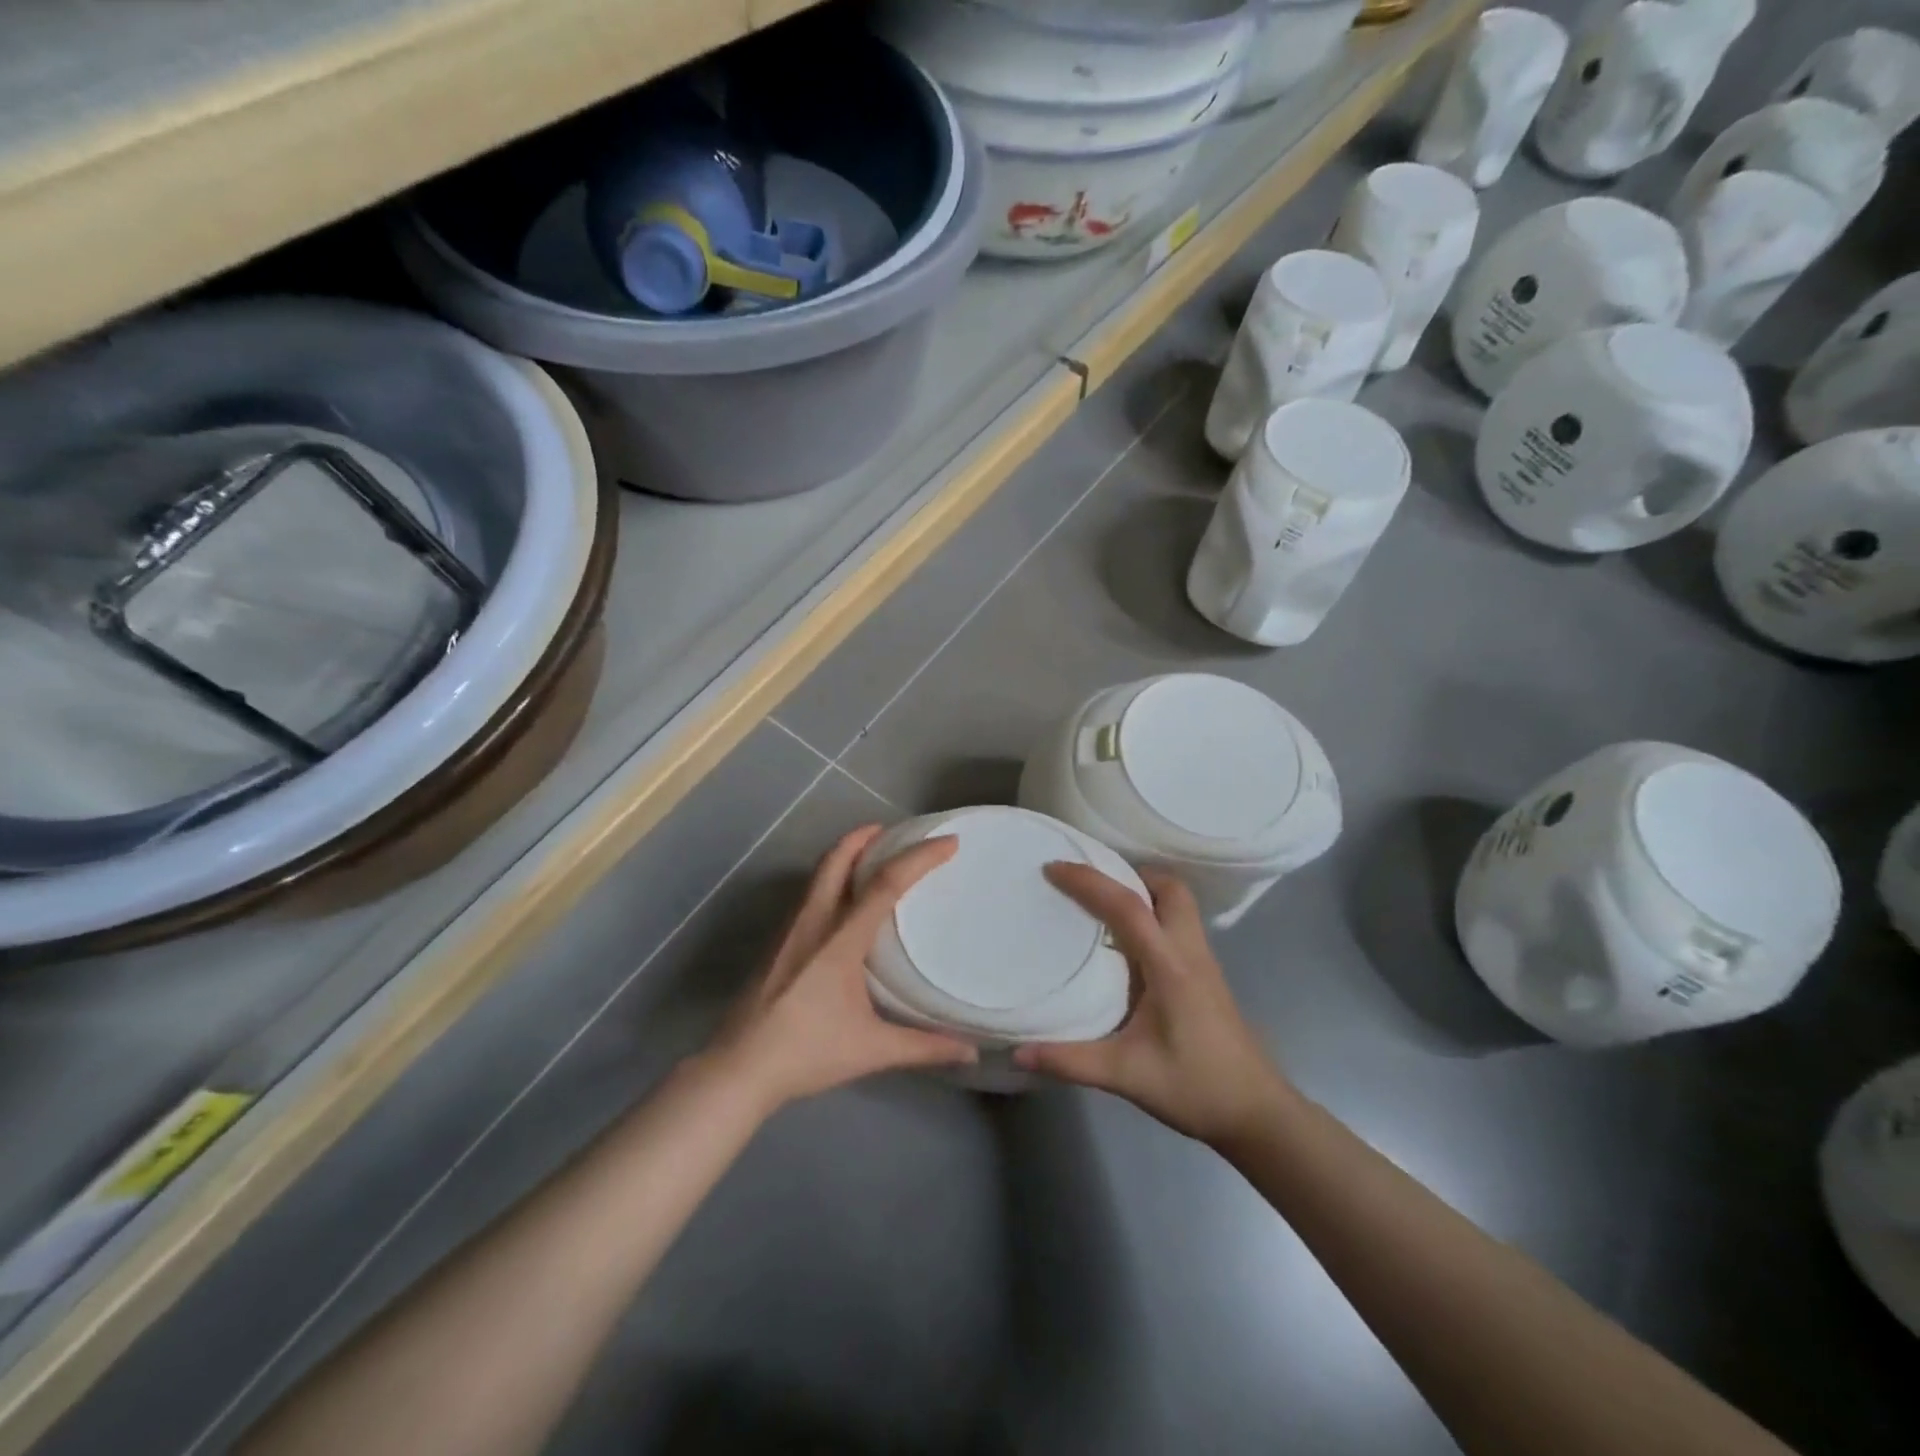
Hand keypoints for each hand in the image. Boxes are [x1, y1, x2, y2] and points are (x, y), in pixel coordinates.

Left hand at [706, 825, 976, 1112]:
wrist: (738, 1068)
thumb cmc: (806, 1053)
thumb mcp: (871, 1050)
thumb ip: (923, 1047)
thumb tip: (972, 1054)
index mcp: (840, 939)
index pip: (885, 883)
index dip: (918, 857)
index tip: (947, 843)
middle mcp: (813, 922)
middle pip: (837, 859)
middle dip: (865, 836)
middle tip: (893, 831)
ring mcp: (789, 929)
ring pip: (818, 874)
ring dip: (845, 855)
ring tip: (871, 857)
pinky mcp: (776, 942)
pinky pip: (808, 894)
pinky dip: (830, 880)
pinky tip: (841, 904)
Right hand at [1014, 865, 1290, 1146]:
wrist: (1257, 1113)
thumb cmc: (1196, 1088)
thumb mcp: (1127, 1076)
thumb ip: (1072, 1061)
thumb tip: (1018, 1052)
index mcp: (1169, 966)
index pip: (1128, 906)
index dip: (1090, 881)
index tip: (1054, 868)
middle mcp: (1190, 952)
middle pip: (1168, 888)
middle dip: (1129, 874)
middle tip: (1091, 885)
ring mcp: (1203, 962)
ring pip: (1179, 903)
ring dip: (1144, 891)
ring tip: (1104, 906)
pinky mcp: (1206, 975)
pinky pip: (1179, 924)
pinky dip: (1153, 914)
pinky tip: (1128, 943)